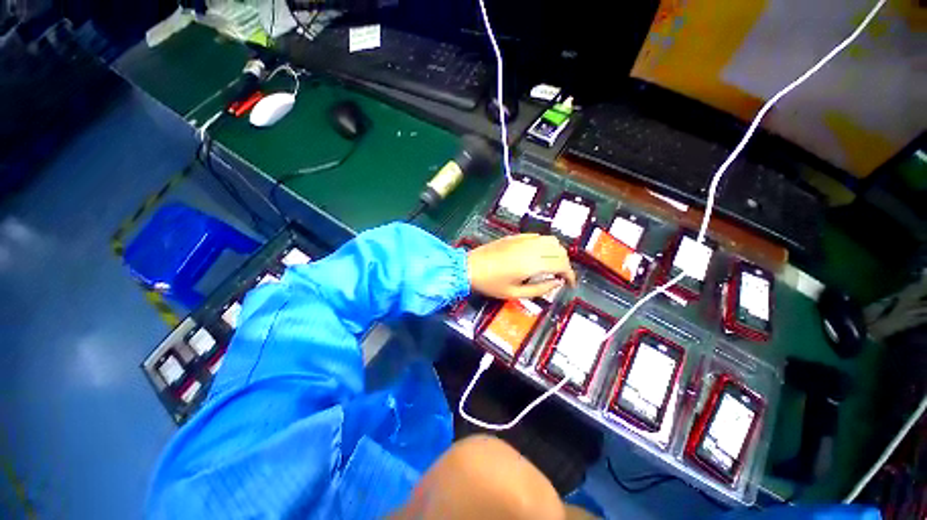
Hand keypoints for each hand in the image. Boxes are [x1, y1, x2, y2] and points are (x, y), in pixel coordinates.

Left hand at [467, 234, 575, 298]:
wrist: (469, 267)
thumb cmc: (491, 284)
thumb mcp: (515, 293)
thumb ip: (540, 289)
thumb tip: (557, 283)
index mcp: (532, 264)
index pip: (561, 264)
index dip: (570, 275)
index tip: (570, 284)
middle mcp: (531, 248)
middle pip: (559, 251)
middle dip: (565, 264)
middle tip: (560, 277)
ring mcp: (523, 240)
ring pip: (550, 240)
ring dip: (556, 252)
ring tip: (551, 265)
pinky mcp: (515, 236)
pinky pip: (537, 236)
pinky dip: (544, 244)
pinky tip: (538, 254)